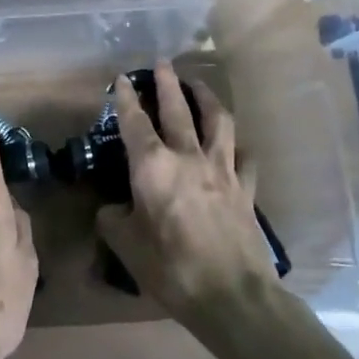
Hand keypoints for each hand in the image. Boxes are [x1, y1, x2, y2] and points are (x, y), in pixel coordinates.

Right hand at [96, 61, 279, 322]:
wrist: (232, 296)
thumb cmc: (171, 268)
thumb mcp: (126, 246)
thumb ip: (112, 220)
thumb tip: (111, 209)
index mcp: (152, 166)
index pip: (134, 121)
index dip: (125, 97)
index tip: (121, 78)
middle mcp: (188, 156)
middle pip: (178, 109)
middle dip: (168, 83)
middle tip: (163, 63)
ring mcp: (223, 170)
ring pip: (218, 121)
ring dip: (207, 98)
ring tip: (199, 85)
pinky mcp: (246, 189)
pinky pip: (245, 158)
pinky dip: (239, 146)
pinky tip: (236, 145)